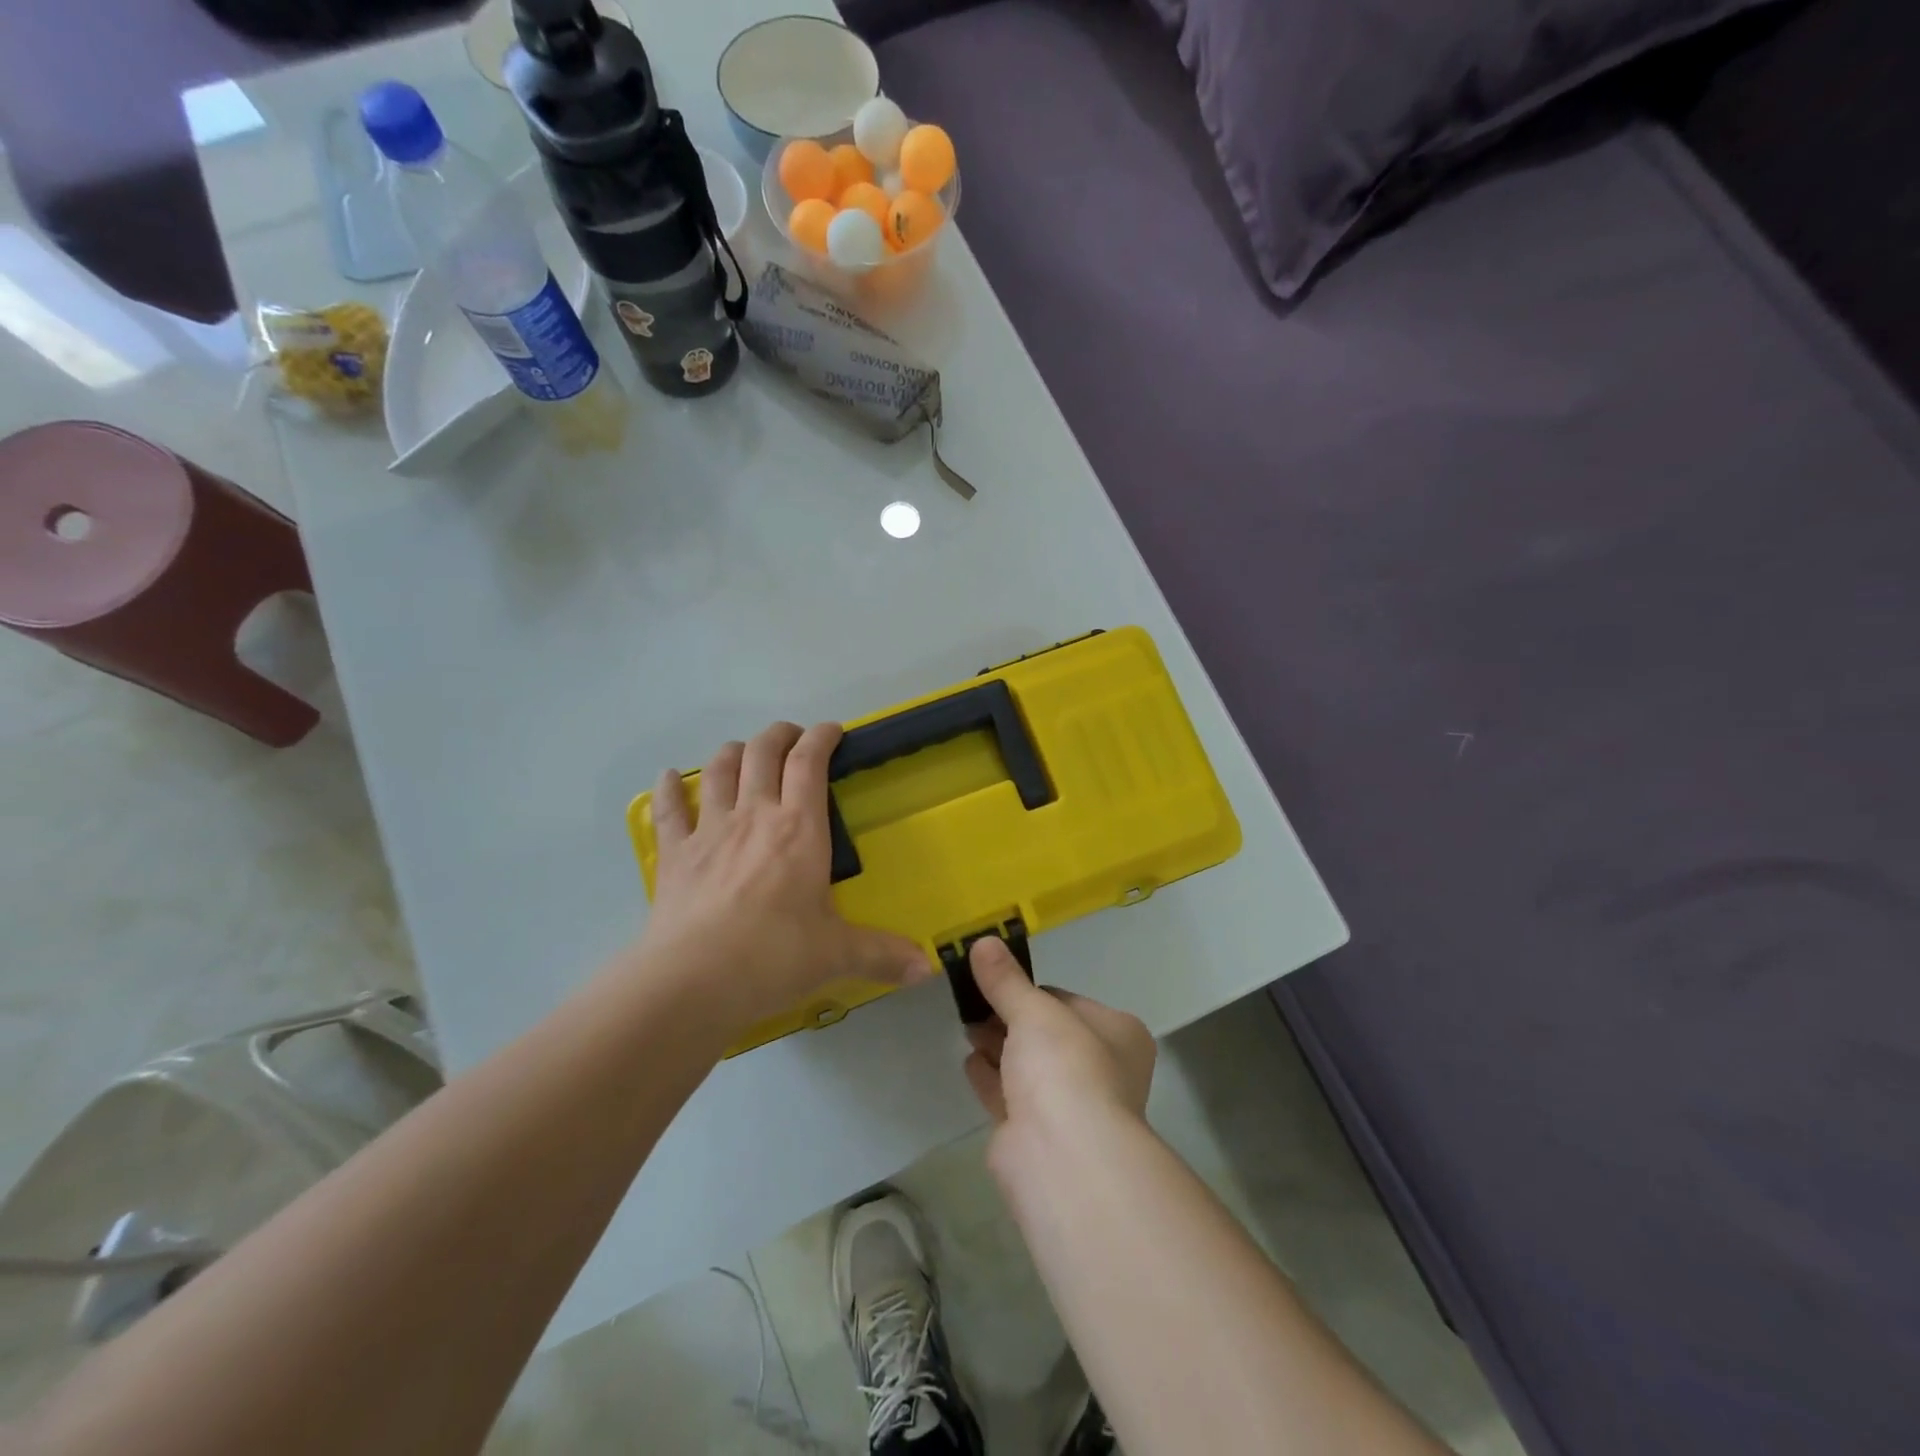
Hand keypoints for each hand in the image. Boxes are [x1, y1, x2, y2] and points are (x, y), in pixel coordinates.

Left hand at [645, 722, 931, 1030]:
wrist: (693, 980)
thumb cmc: (774, 956)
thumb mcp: (836, 955)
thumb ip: (882, 955)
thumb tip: (927, 969)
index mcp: (799, 829)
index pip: (810, 763)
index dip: (821, 738)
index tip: (832, 731)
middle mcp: (754, 816)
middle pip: (763, 753)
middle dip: (779, 736)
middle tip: (792, 739)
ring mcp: (709, 830)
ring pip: (718, 770)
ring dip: (733, 752)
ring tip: (743, 752)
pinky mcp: (674, 854)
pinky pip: (669, 810)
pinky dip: (668, 789)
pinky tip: (667, 778)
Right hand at [963, 937, 1155, 1149]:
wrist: (1063, 1158)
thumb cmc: (1064, 1067)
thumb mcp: (1033, 1011)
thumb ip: (1006, 980)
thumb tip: (983, 941)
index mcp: (1117, 1034)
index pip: (1068, 1001)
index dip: (1031, 991)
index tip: (996, 980)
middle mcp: (1102, 1069)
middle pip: (1047, 1035)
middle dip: (1010, 1019)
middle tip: (974, 1001)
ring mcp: (1071, 1107)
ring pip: (1029, 1066)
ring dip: (999, 1046)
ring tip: (967, 1025)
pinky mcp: (1039, 1137)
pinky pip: (1011, 1096)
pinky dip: (991, 1078)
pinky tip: (970, 1061)